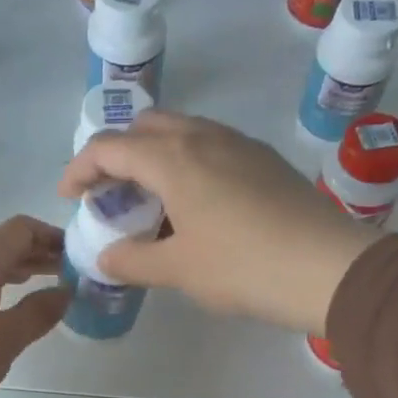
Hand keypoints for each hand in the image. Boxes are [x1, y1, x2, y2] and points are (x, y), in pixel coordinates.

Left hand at [0, 215, 69, 397]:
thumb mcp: (6, 338)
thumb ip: (39, 312)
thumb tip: (66, 291)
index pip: (20, 230)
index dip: (51, 236)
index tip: (76, 253)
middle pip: (5, 248)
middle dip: (40, 255)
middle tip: (71, 272)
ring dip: (21, 273)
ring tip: (48, 286)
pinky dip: (1, 290)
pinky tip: (12, 308)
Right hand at [58, 111, 381, 334]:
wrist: (328, 267)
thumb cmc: (242, 266)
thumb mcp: (178, 269)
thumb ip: (133, 261)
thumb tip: (106, 257)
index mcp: (174, 158)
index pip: (110, 147)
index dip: (80, 168)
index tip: (68, 197)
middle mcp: (204, 138)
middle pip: (146, 127)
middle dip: (117, 153)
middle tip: (108, 193)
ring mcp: (240, 145)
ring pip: (182, 133)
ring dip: (154, 157)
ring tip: (148, 200)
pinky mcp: (265, 161)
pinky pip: (211, 148)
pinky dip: (186, 165)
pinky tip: (193, 204)